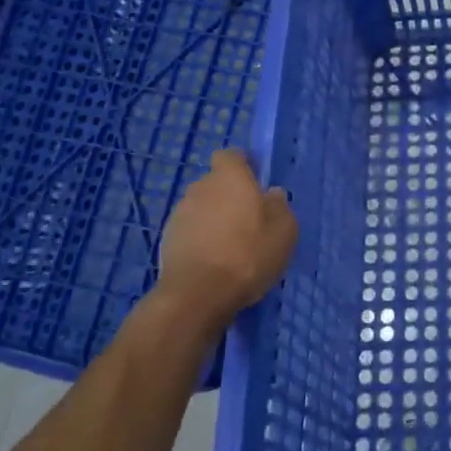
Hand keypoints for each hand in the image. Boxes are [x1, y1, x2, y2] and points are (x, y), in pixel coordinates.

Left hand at [156, 150, 297, 331]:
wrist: (198, 294)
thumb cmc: (248, 253)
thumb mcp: (284, 230)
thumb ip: (279, 206)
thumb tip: (272, 194)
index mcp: (230, 177)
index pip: (230, 156)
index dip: (242, 166)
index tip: (256, 182)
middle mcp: (201, 187)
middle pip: (216, 183)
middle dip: (229, 196)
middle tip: (248, 221)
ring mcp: (180, 213)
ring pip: (202, 208)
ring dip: (214, 219)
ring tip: (231, 246)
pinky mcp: (167, 239)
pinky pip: (190, 231)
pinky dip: (201, 240)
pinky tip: (214, 262)